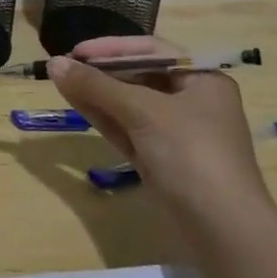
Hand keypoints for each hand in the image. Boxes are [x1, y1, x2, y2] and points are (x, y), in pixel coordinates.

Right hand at [45, 37, 267, 221]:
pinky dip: (104, 116)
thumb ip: (96, 85)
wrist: (222, 229)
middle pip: (139, 76)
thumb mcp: (143, 112)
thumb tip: (54, 63)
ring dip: (97, 93)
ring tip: (60, 81)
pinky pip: (128, 128)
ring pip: (129, 104)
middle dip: (101, 72)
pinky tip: (77, 102)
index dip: (111, 48)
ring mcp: (176, 133)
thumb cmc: (191, 154)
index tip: (76, 51)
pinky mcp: (162, 159)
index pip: (151, 51)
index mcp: (202, 80)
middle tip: (64, 68)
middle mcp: (192, 101)